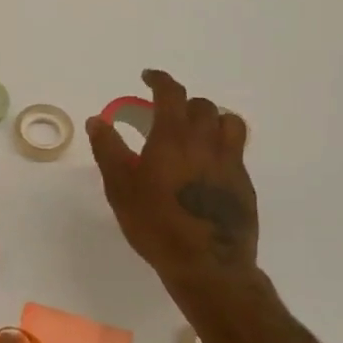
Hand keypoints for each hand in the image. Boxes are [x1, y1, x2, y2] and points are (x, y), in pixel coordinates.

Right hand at [86, 69, 259, 291]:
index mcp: (173, 138)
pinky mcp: (244, 184)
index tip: (148, 77)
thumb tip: (98, 120)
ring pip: (229, 122)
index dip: (160, 80)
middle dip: (183, 102)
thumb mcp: (120, 187)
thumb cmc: (155, 224)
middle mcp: (206, 142)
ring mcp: (230, 163)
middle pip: (202, 106)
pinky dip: (222, 145)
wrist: (206, 265)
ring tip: (196, 131)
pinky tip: (208, 165)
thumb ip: (109, 150)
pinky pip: (236, 150)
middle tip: (166, 114)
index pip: (171, 94)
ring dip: (211, 118)